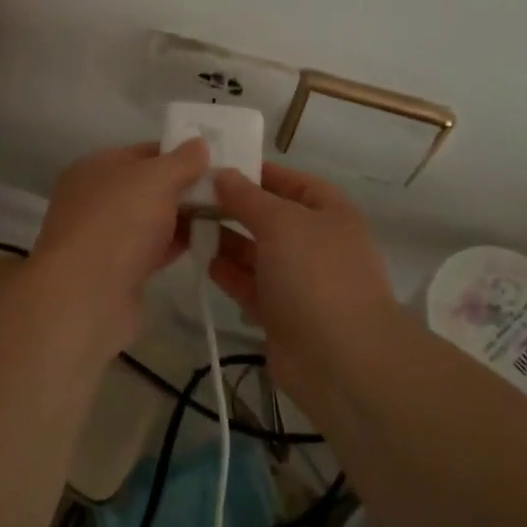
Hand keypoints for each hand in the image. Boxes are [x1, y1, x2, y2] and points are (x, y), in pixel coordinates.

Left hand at [23, 138, 210, 357]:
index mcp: (97, 167)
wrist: (85, 298)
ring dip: (185, 217)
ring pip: (153, 218)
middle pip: (150, 186)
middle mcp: (97, 198)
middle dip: (186, 187)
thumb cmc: (118, 224)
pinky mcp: (117, 270)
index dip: (181, 153)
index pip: (146, 151)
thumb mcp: (155, 179)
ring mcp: (105, 236)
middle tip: (229, 190)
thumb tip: (200, 143)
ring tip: (227, 215)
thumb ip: (181, 160)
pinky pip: (153, 248)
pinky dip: (176, 244)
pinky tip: (208, 243)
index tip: (218, 161)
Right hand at [209, 162, 401, 395]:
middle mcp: (316, 242)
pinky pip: (250, 284)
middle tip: (189, 196)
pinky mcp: (281, 313)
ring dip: (225, 239)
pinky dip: (228, 273)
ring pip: (256, 252)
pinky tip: (202, 260)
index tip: (215, 166)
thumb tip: (223, 174)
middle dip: (233, 207)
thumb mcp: (281, 223)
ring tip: (185, 225)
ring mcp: (299, 280)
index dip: (256, 172)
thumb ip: (247, 198)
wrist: (341, 360)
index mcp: (329, 212)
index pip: (290, 181)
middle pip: (269, 217)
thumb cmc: (316, 275)